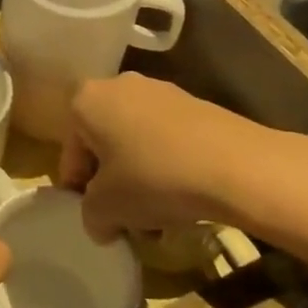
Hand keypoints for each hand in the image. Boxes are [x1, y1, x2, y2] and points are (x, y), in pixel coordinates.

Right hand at [59, 73, 307, 244]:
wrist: (238, 166)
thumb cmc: (155, 179)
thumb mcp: (108, 208)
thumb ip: (91, 215)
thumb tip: (101, 223)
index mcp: (85, 99)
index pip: (70, 148)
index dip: (77, 187)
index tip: (94, 216)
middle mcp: (118, 85)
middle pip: (103, 140)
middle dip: (111, 180)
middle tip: (125, 216)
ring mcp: (160, 91)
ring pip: (136, 140)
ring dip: (140, 176)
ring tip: (158, 217)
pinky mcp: (195, 104)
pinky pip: (167, 138)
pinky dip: (168, 165)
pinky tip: (185, 198)